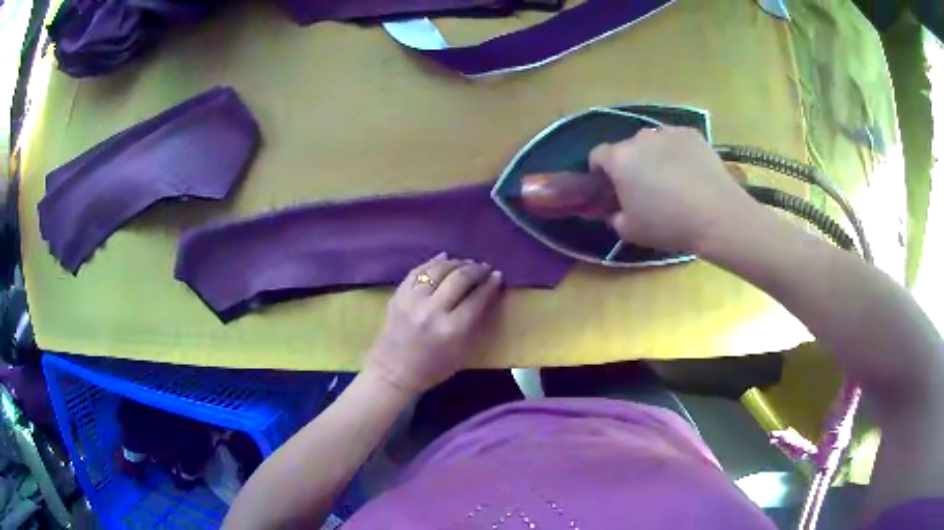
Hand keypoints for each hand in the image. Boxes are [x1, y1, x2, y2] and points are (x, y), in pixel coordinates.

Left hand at [364, 253, 503, 395]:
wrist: (393, 372)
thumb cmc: (433, 368)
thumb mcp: (463, 352)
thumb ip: (476, 322)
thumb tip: (486, 291)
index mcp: (452, 330)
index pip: (477, 298)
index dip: (490, 284)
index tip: (497, 276)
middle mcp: (432, 311)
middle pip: (459, 278)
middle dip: (476, 270)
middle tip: (484, 268)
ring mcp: (412, 301)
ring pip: (439, 270)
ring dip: (457, 263)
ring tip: (467, 263)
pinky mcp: (398, 295)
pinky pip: (418, 271)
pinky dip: (433, 262)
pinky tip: (444, 259)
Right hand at [589, 126, 756, 252]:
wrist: (717, 215)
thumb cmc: (669, 225)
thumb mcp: (631, 231)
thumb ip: (613, 216)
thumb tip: (613, 209)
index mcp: (619, 159)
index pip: (597, 156)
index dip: (600, 172)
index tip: (611, 188)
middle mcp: (639, 138)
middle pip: (627, 148)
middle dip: (630, 164)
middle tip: (645, 188)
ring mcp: (667, 132)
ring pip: (652, 142)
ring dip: (654, 156)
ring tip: (671, 179)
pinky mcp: (691, 133)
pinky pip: (676, 141)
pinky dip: (677, 152)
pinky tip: (690, 173)